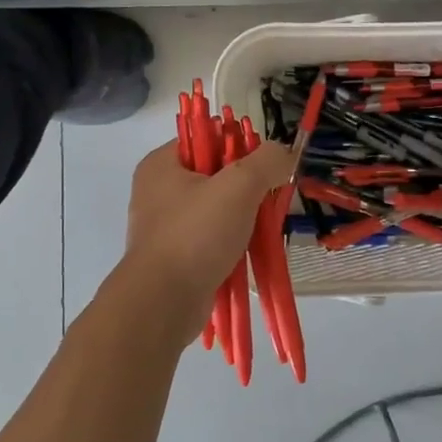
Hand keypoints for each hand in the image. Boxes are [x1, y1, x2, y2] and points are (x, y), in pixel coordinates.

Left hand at [122, 139, 294, 342]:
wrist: (163, 303)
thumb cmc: (196, 235)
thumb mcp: (239, 186)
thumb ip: (266, 162)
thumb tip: (283, 153)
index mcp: (162, 164)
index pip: (206, 138)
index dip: (238, 146)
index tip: (264, 167)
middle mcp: (158, 191)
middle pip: (215, 175)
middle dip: (247, 187)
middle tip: (269, 199)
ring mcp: (165, 227)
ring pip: (217, 209)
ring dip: (244, 217)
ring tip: (264, 227)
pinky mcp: (176, 257)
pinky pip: (212, 239)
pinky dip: (233, 243)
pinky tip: (251, 252)